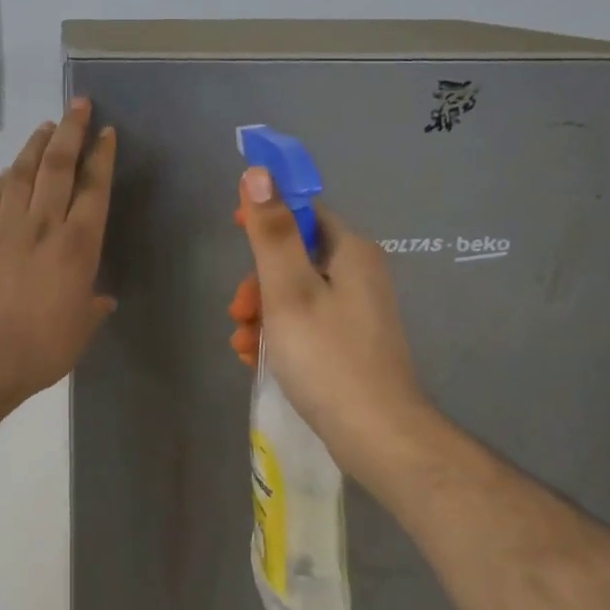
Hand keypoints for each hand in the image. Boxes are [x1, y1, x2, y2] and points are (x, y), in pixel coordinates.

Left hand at [0, 98, 117, 407]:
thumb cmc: (42, 348)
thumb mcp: (81, 330)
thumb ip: (92, 307)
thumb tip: (101, 298)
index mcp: (78, 246)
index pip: (93, 188)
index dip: (102, 156)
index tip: (106, 132)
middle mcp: (43, 226)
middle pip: (58, 166)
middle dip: (70, 131)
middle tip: (78, 104)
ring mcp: (6, 228)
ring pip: (23, 174)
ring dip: (36, 146)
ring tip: (45, 126)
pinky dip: (4, 179)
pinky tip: (10, 170)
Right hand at [229, 167, 430, 489]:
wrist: (377, 436)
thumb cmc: (327, 356)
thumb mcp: (289, 290)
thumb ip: (271, 233)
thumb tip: (259, 173)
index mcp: (350, 251)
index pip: (303, 211)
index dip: (266, 215)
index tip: (233, 230)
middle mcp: (359, 273)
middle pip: (295, 256)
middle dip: (258, 280)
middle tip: (239, 312)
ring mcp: (357, 310)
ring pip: (295, 293)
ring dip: (263, 312)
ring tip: (243, 344)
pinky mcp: (351, 342)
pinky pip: (306, 323)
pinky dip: (279, 334)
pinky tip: (258, 359)